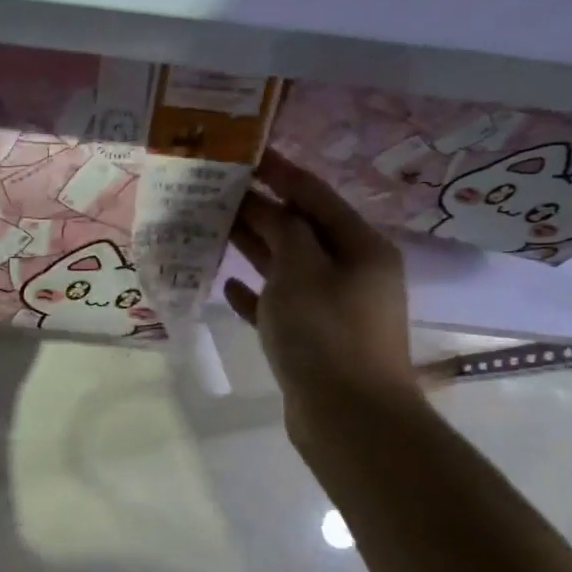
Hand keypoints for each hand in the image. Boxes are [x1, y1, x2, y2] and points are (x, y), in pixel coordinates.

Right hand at [227, 150, 422, 453]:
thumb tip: (269, 207)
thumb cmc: (326, 334)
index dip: (280, 172)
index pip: (315, 195)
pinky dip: (254, 293)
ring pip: (286, 266)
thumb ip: (283, 230)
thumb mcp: (301, 270)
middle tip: (214, 191)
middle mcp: (350, 271)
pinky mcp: (311, 339)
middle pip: (299, 229)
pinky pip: (278, 305)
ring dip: (252, 247)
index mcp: (359, 247)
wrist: (349, 418)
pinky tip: (227, 284)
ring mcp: (331, 307)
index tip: (245, 153)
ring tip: (212, 228)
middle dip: (259, 208)